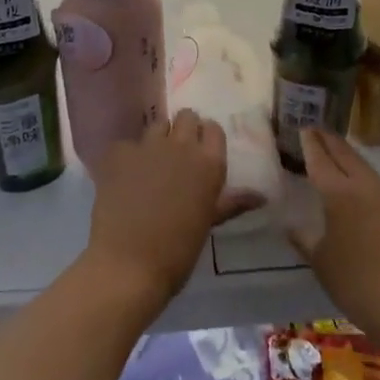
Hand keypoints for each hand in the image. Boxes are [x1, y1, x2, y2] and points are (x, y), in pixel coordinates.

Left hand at [87, 110, 242, 304]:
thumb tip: (260, 196)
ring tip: (152, 163)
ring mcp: (148, 145)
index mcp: (209, 163)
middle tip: (178, 154)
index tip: (202, 151)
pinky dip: (128, 156)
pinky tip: (124, 177)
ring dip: (158, 138)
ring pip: (157, 125)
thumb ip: (230, 202)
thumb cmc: (178, 250)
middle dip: (183, 130)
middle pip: (186, 117)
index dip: (207, 137)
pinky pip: (127, 144)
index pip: (213, 129)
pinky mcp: (119, 153)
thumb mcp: (208, 223)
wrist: (129, 263)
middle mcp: (181, 145)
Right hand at [288, 129, 379, 338]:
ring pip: (367, 171)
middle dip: (331, 141)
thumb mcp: (320, 262)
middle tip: (318, 130)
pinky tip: (364, 195)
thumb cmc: (355, 284)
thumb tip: (290, 226)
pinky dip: (367, 184)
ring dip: (351, 159)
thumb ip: (304, 239)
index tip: (304, 128)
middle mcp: (366, 189)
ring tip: (338, 155)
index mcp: (339, 195)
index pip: (321, 161)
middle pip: (347, 156)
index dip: (311, 144)